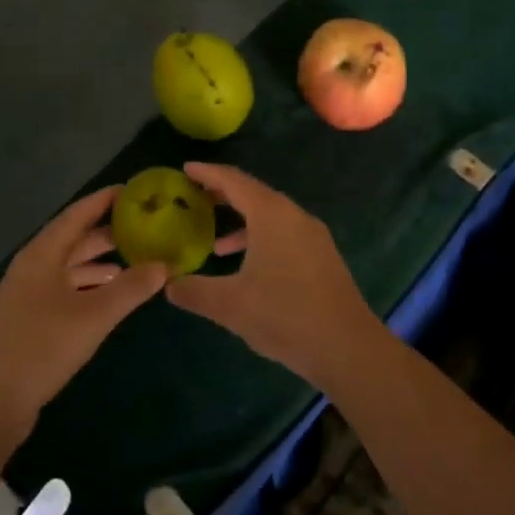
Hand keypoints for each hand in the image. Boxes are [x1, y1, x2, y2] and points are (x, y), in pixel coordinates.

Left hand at [0, 187, 167, 447]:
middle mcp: (33, 266)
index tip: (137, 191)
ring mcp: (28, 294)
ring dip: (101, 260)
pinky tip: (111, 294)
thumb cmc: (40, 347)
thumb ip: (131, 288)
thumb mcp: (93, 316)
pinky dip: (90, 285)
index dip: (106, 199)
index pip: (78, 213)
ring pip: (70, 265)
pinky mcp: (30, 319)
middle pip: (75, 238)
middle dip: (109, 231)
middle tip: (146, 226)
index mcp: (42, 254)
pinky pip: (66, 288)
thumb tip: (165, 265)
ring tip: (137, 258)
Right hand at [167, 163, 384, 389]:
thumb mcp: (230, 305)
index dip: (208, 173)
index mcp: (272, 215)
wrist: (347, 346)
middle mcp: (294, 216)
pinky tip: (248, 267)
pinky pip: (284, 234)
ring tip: (214, 241)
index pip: (235, 181)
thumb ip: (194, 291)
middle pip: (254, 194)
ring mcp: (313, 236)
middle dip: (224, 194)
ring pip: (271, 217)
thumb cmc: (285, 315)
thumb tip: (168, 285)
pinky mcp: (322, 257)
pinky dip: (260, 239)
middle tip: (194, 196)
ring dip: (242, 222)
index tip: (186, 168)